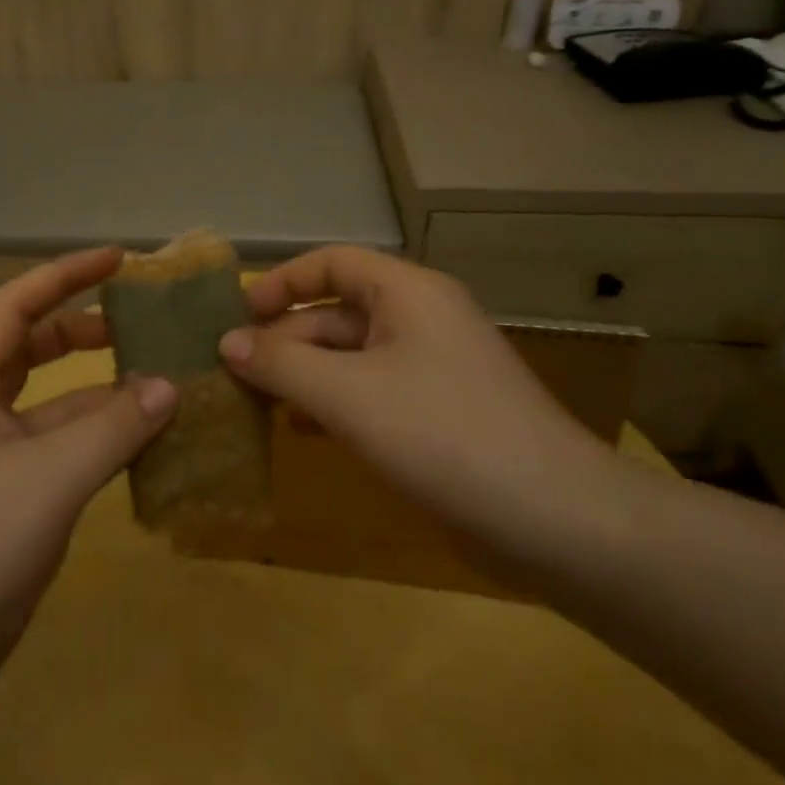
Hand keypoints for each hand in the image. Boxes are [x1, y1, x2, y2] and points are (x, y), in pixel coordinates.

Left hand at [0, 248, 176, 711]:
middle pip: (32, 345)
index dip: (64, 275)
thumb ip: (114, 428)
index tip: (117, 259)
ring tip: (158, 379)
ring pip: (52, 399)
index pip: (15, 305)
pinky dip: (100, 434)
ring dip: (99, 388)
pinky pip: (62, 443)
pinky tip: (144, 439)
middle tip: (139, 320)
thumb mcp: (50, 478)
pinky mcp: (11, 492)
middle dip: (83, 327)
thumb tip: (170, 385)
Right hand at [218, 245, 617, 556]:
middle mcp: (421, 319)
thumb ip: (281, 364)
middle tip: (235, 373)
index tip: (238, 315)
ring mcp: (433, 368)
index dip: (282, 282)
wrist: (558, 521)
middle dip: (286, 339)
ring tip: (258, 404)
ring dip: (305, 375)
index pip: (332, 263)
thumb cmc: (444, 435)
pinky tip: (306, 432)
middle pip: (337, 313)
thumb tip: (226, 343)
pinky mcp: (440, 413)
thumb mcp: (348, 395)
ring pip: (352, 356)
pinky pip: (372, 392)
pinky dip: (334, 404)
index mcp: (407, 293)